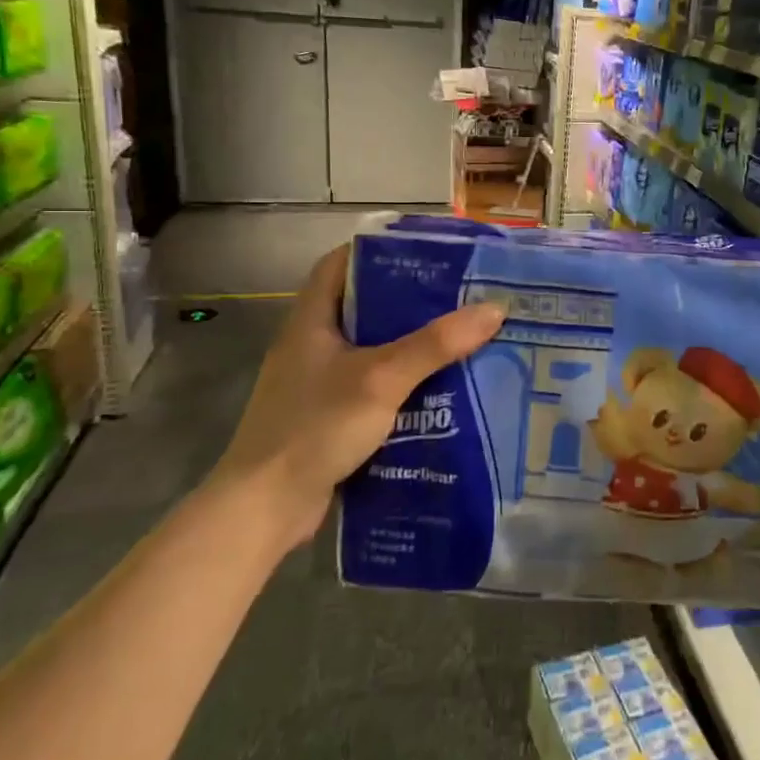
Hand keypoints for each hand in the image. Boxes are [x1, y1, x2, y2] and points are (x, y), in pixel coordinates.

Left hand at [213, 245, 504, 552]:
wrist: (265, 508)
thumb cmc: (315, 426)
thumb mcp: (381, 378)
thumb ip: (436, 344)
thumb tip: (494, 309)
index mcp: (311, 321)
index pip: (339, 265)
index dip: (377, 251)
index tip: (424, 252)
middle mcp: (310, 346)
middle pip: (362, 307)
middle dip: (408, 301)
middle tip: (457, 296)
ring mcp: (316, 385)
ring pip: (370, 351)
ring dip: (409, 346)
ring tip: (458, 338)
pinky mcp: (326, 418)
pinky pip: (371, 388)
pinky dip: (401, 384)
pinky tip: (438, 391)